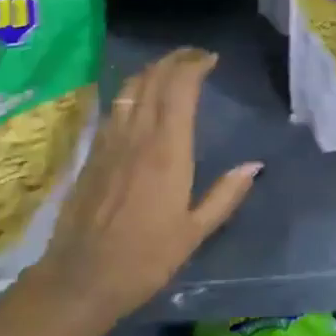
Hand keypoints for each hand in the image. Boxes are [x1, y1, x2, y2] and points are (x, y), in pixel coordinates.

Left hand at [27, 48, 261, 335]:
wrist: (81, 278)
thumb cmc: (145, 258)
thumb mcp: (194, 232)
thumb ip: (225, 195)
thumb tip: (254, 165)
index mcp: (168, 149)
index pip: (180, 88)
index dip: (194, 65)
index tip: (211, 59)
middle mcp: (138, 134)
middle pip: (155, 78)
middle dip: (176, 60)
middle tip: (195, 57)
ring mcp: (111, 140)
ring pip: (132, 87)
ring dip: (153, 70)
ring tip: (170, 69)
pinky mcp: (93, 151)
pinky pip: (115, 106)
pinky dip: (132, 90)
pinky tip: (139, 97)